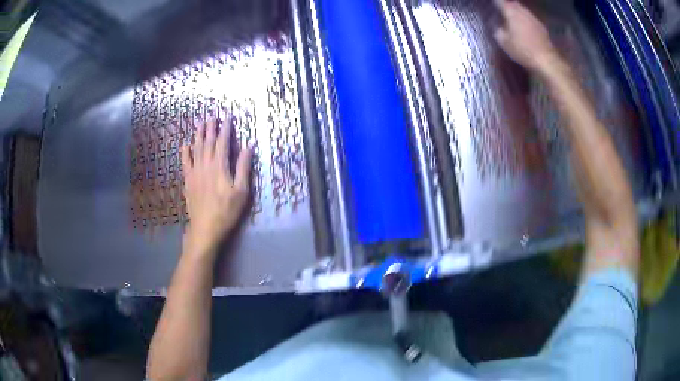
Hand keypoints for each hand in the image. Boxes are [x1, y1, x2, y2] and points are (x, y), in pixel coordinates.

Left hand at [181, 118, 251, 254]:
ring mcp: (195, 172)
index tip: (228, 117)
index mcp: (220, 166)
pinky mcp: (188, 181)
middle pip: (208, 142)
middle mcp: (206, 165)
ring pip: (196, 149)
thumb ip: (243, 167)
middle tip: (212, 115)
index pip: (223, 142)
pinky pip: (185, 162)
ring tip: (200, 123)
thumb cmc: (227, 211)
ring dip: (199, 135)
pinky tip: (185, 145)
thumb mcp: (241, 191)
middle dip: (211, 128)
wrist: (205, 228)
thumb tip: (248, 146)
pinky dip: (185, 152)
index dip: (225, 129)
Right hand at [493, 0, 558, 72]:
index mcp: (510, 11)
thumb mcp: (503, 41)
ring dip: (515, 12)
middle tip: (501, 12)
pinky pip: (529, 18)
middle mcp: (521, 9)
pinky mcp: (540, 25)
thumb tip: (496, 25)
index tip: (491, 6)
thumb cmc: (522, 49)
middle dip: (506, 5)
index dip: (494, 3)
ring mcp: (532, 16)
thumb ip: (497, 29)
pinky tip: (523, 28)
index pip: (498, 1)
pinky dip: (524, 20)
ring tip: (512, 19)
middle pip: (511, 3)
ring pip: (521, 9)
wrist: (545, 59)